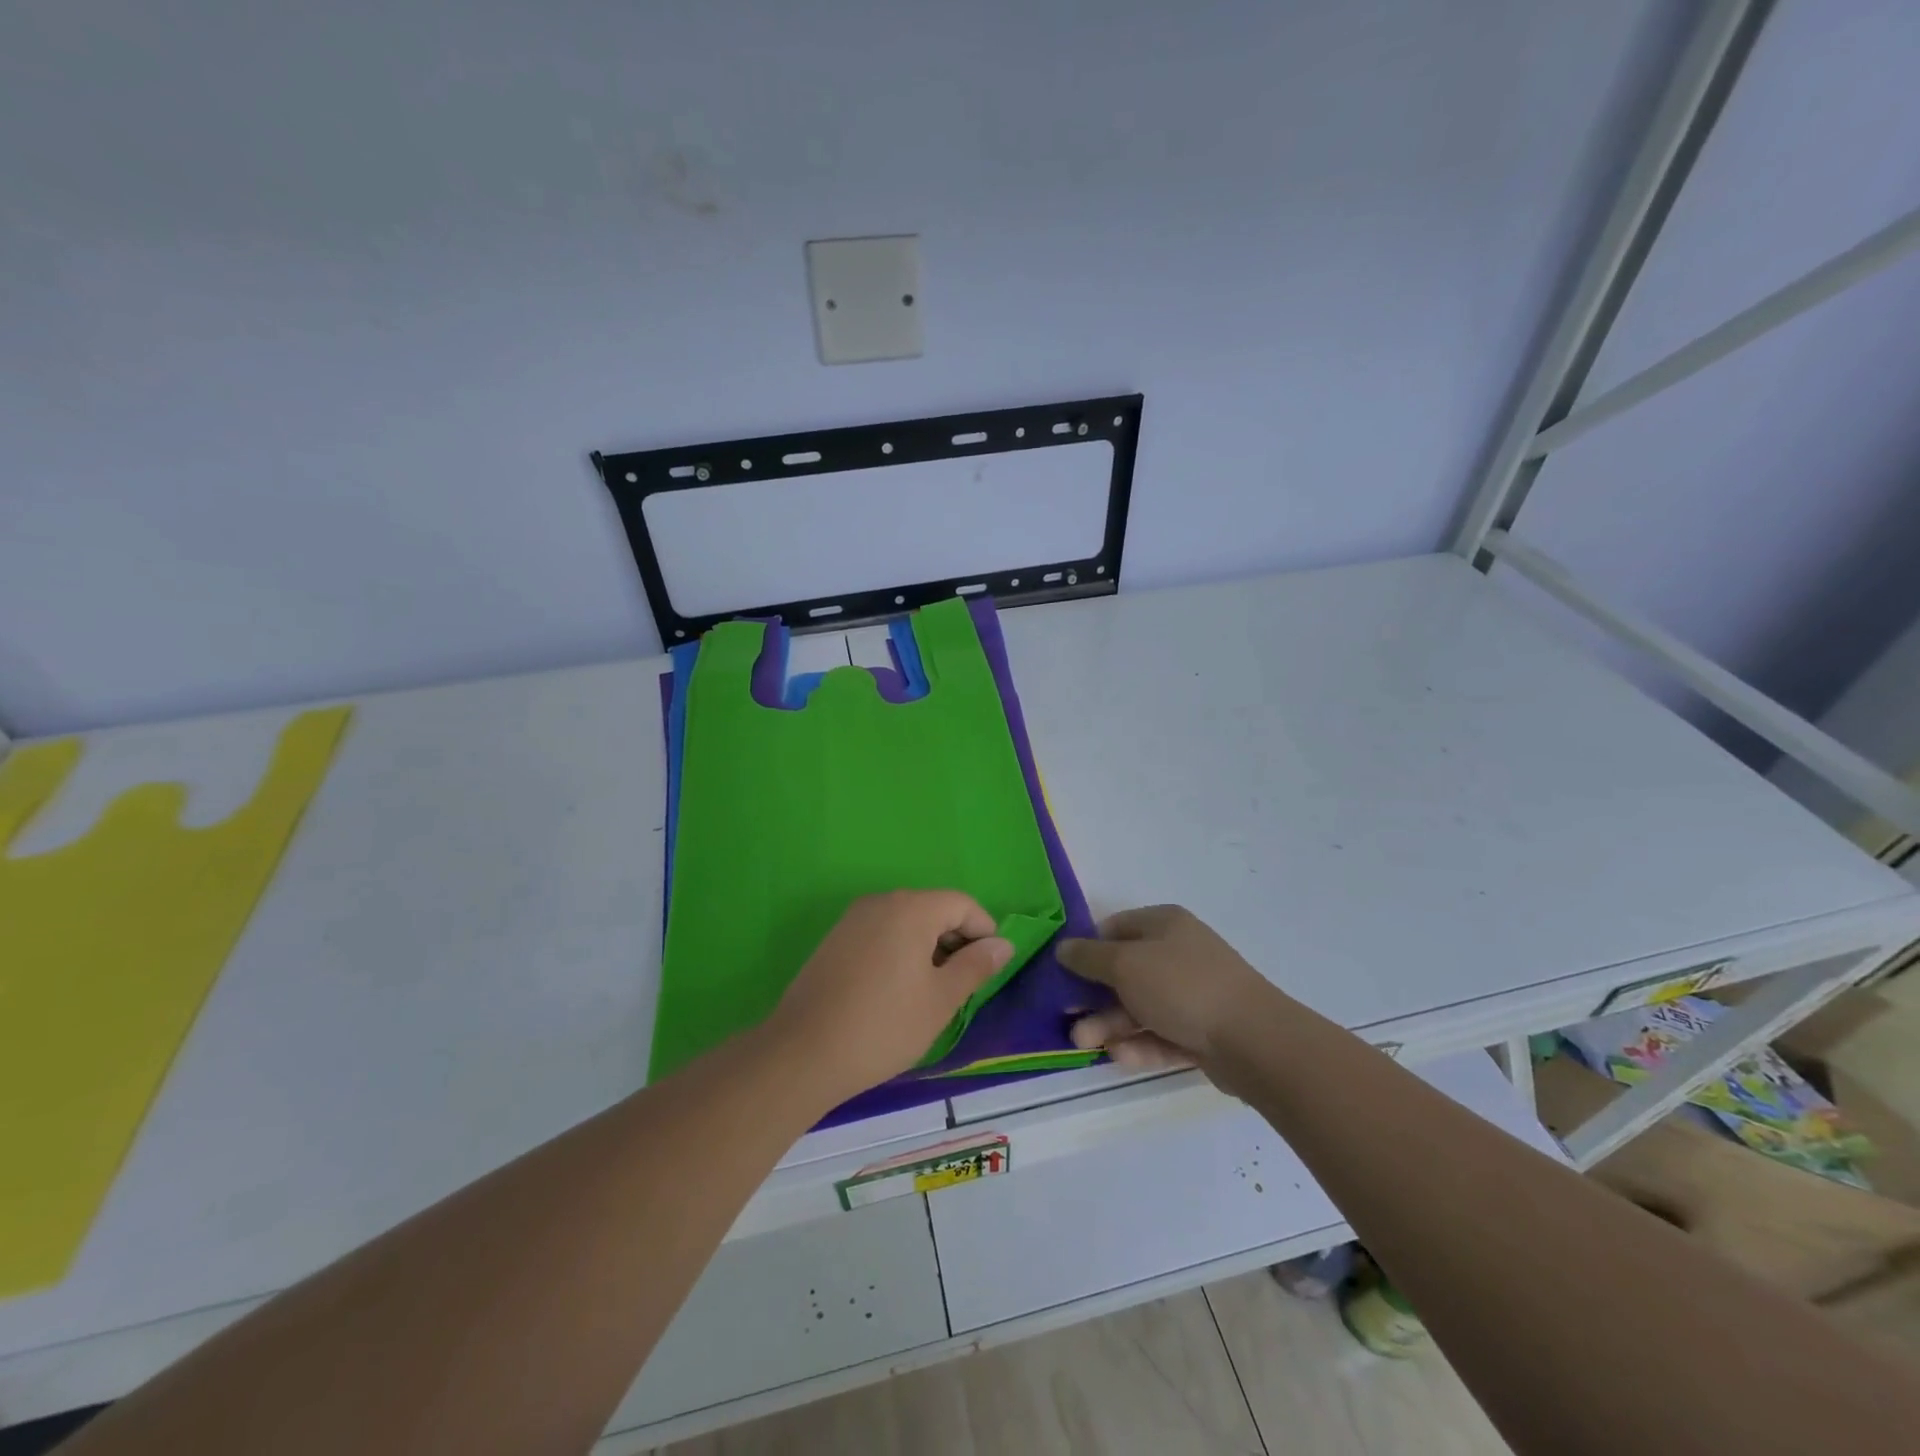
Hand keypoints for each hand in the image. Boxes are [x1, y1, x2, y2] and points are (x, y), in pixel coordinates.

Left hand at [766, 891, 1012, 1104]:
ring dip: (928, 948)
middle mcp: (881, 902)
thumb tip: (1003, 944)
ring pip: (906, 922)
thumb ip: (976, 966)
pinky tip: (897, 990)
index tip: (988, 969)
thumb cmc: (884, 1025)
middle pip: (933, 908)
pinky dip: (900, 951)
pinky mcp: (835, 939)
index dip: (983, 932)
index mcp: (911, 908)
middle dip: (955, 940)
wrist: (804, 1052)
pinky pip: (881, 933)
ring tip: (931, 992)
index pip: (962, 904)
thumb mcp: (941, 999)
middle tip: (962, 986)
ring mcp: (853, 919)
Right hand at [1058, 905, 1269, 1074]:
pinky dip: (1140, 1044)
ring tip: (1085, 1045)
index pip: (1115, 928)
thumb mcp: (1125, 964)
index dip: (1087, 949)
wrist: (1253, 1040)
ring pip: (1140, 1007)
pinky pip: (1162, 1034)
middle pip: (1125, 972)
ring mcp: (1192, 994)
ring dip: (1110, 1025)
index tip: (1063, 975)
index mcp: (1164, 925)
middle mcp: (1178, 954)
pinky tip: (1121, 1058)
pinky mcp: (1202, 1031)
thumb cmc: (1182, 987)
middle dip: (1094, 997)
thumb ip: (1089, 957)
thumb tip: (1063, 948)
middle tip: (1068, 1019)